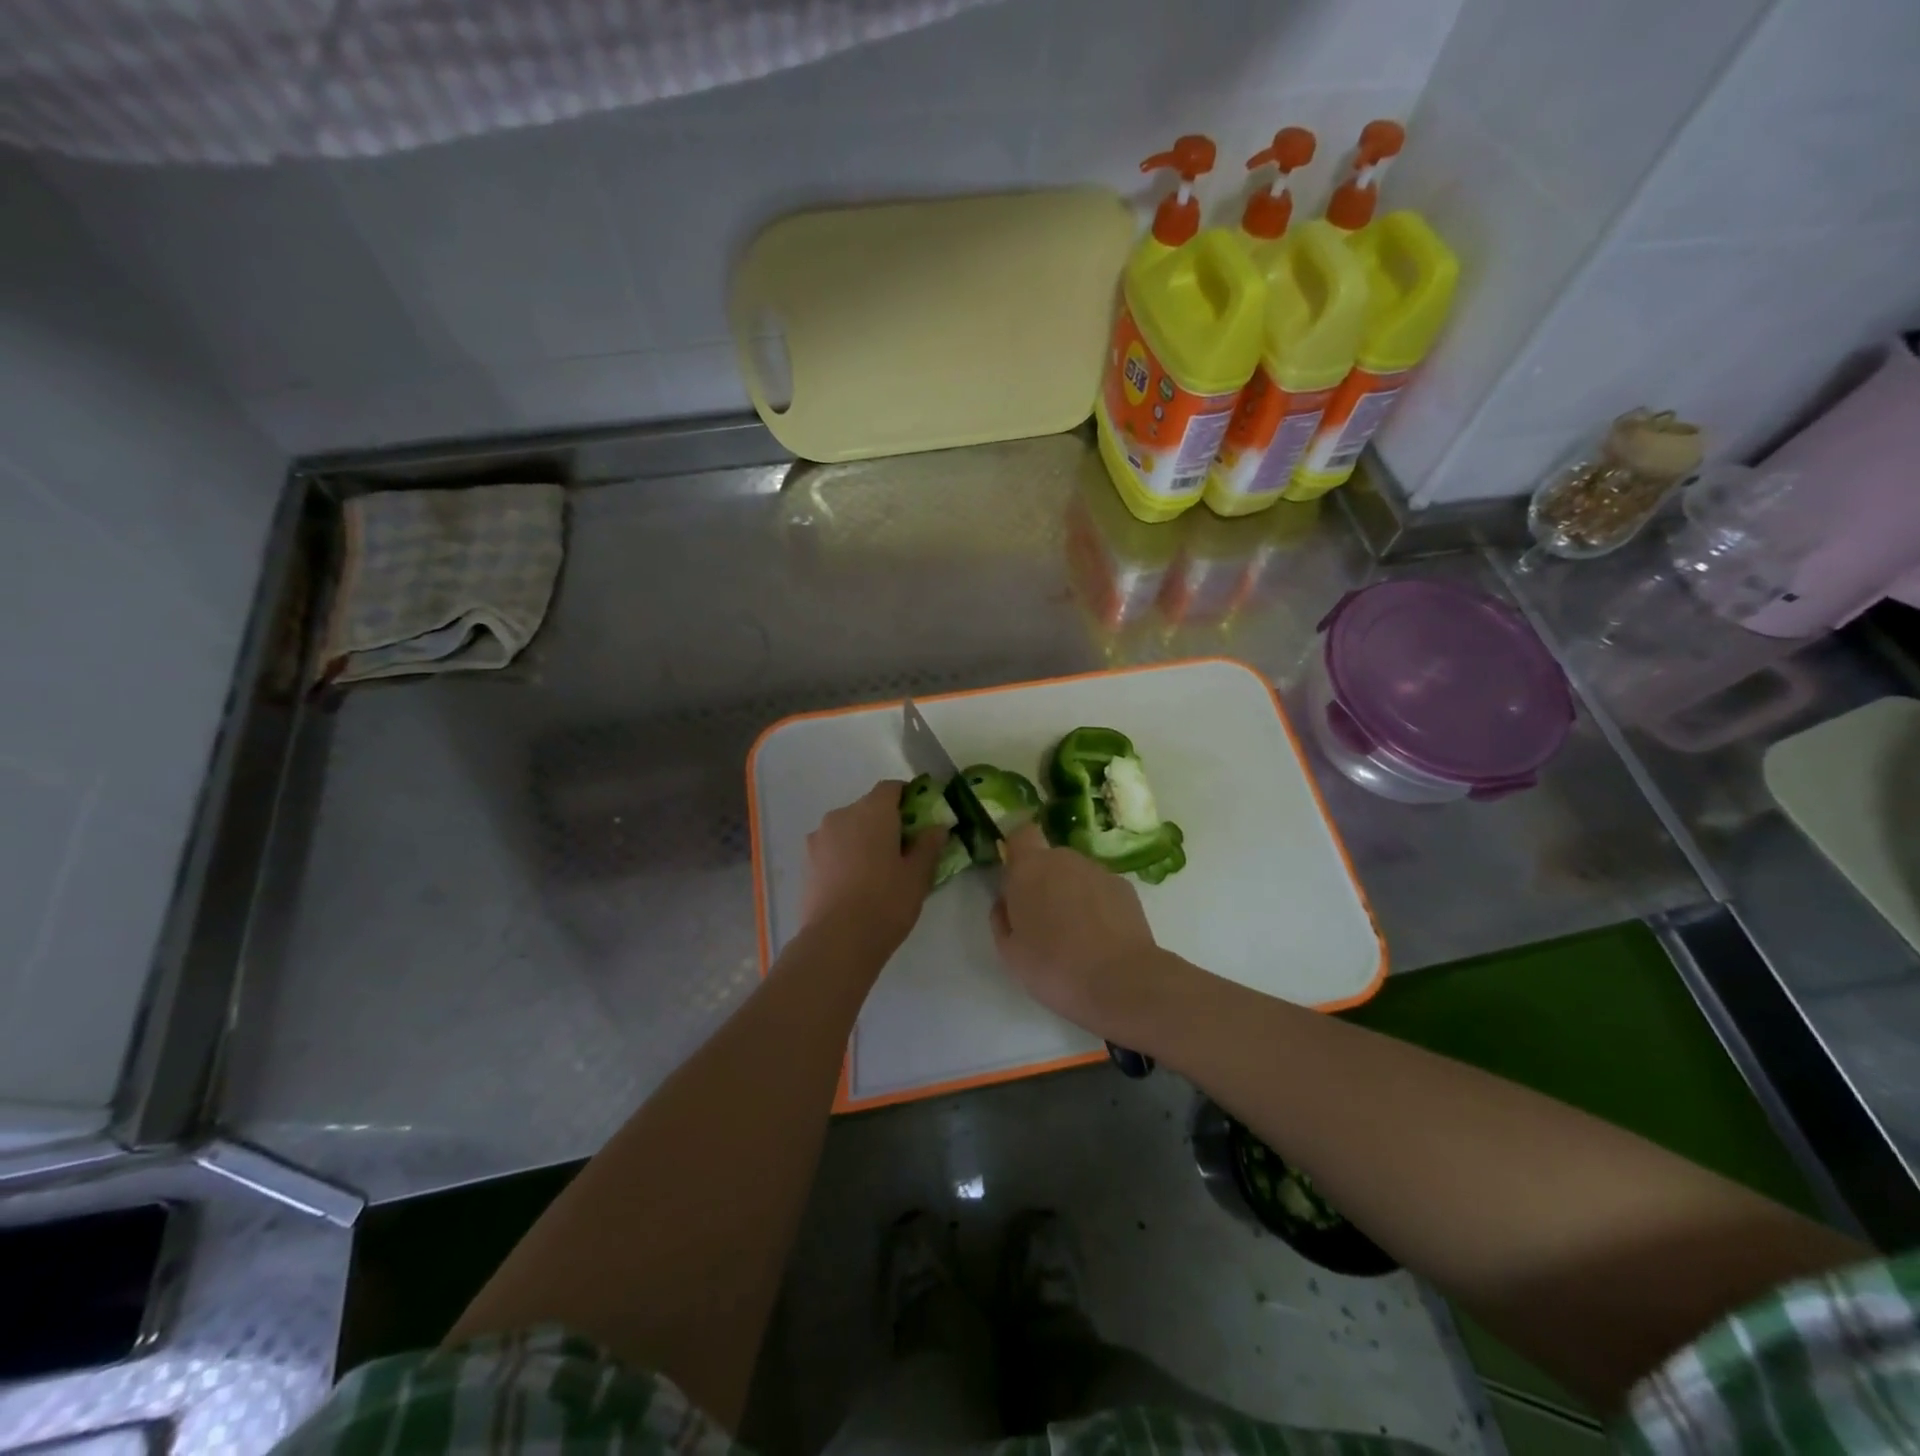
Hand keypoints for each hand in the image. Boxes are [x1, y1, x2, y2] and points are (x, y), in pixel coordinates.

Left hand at [800, 781, 945, 948]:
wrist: (837, 940)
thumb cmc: (886, 902)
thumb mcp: (918, 875)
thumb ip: (929, 845)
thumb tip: (937, 827)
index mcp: (872, 811)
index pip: (891, 788)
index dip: (907, 797)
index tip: (919, 818)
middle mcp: (842, 815)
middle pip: (868, 808)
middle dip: (885, 822)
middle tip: (902, 849)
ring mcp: (819, 838)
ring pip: (847, 828)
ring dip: (862, 839)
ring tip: (876, 870)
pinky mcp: (806, 861)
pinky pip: (832, 848)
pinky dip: (844, 855)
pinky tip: (855, 883)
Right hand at [990, 825, 1180, 1039]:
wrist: (1120, 981)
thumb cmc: (1053, 967)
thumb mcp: (1009, 952)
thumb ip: (1002, 918)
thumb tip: (1006, 902)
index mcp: (1029, 868)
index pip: (1021, 835)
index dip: (1017, 853)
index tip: (1016, 881)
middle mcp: (1065, 859)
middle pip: (1049, 859)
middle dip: (1043, 881)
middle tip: (1043, 921)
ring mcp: (1098, 871)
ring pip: (1076, 875)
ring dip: (1071, 894)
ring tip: (1075, 935)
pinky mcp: (1125, 888)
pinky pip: (1100, 889)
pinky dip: (1097, 905)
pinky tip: (1100, 938)